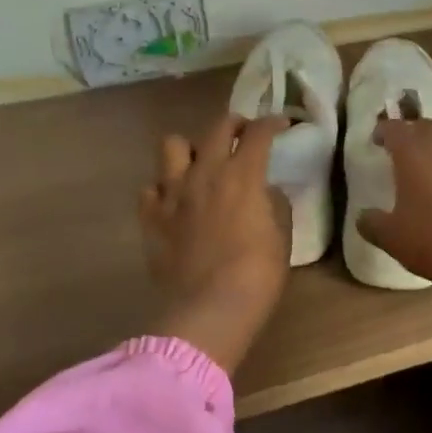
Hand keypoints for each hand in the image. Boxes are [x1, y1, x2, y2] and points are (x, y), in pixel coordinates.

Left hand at [139, 112, 291, 373]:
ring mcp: (173, 193)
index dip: (271, 123)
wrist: (209, 309)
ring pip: (172, 144)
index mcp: (242, 176)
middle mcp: (205, 173)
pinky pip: (150, 188)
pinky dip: (163, 189)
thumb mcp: (281, 238)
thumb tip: (265, 191)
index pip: (258, 133)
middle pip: (217, 127)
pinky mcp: (152, 217)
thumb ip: (274, 205)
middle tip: (243, 136)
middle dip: (234, 124)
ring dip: (190, 149)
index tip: (280, 125)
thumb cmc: (256, 275)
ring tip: (200, 163)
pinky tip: (174, 202)